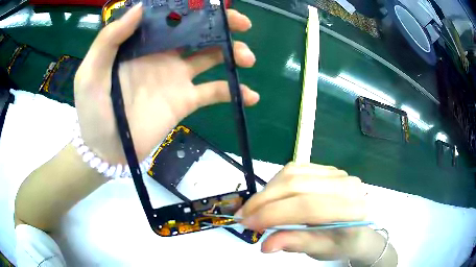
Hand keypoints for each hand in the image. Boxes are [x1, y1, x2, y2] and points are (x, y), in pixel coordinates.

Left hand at [74, 4, 258, 162]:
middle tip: (242, 24)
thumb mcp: (90, 71)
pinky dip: (234, 92)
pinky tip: (250, 96)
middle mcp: (162, 54)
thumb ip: (109, 39)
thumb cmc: (92, 110)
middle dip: (221, 25)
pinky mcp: (185, 100)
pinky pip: (214, 92)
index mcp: (141, 43)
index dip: (192, 8)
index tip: (212, 5)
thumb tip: (140, 9)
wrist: (104, 149)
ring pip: (211, 57)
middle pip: (197, 32)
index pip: (171, 17)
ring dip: (233, 53)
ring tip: (247, 58)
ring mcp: (176, 77)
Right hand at [239, 163, 367, 259]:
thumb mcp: (322, 250)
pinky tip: (270, 196)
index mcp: (352, 210)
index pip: (307, 207)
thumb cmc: (343, 244)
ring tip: (254, 208)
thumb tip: (266, 244)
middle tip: (244, 216)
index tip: (247, 223)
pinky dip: (276, 182)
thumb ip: (297, 244)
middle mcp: (346, 185)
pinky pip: (295, 168)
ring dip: (267, 190)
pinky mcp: (327, 169)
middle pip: (296, 185)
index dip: (272, 214)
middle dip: (263, 201)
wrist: (358, 230)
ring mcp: (337, 173)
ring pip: (292, 173)